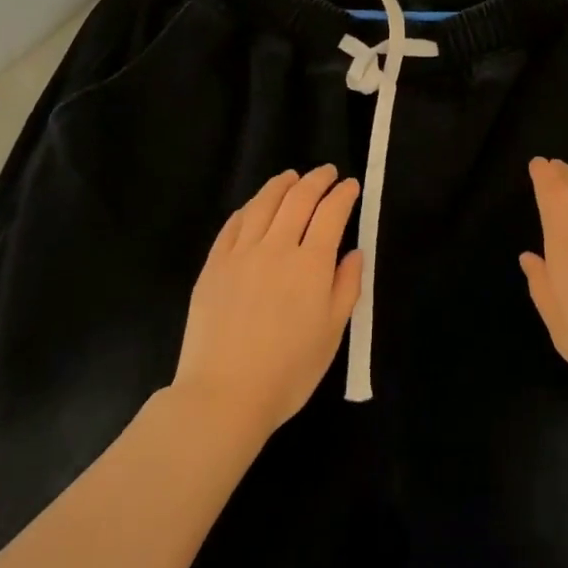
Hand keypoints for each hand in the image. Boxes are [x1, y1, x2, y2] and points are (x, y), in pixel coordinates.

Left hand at [173, 166, 361, 437]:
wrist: (224, 395)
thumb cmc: (288, 371)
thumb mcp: (332, 333)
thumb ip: (346, 287)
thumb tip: (354, 252)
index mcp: (311, 264)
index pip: (331, 214)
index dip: (343, 195)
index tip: (351, 185)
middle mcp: (276, 248)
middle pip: (298, 200)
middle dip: (316, 180)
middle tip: (327, 172)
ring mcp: (240, 254)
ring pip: (263, 204)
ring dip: (281, 185)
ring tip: (291, 176)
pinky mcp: (213, 266)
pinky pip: (232, 225)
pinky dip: (248, 209)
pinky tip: (253, 207)